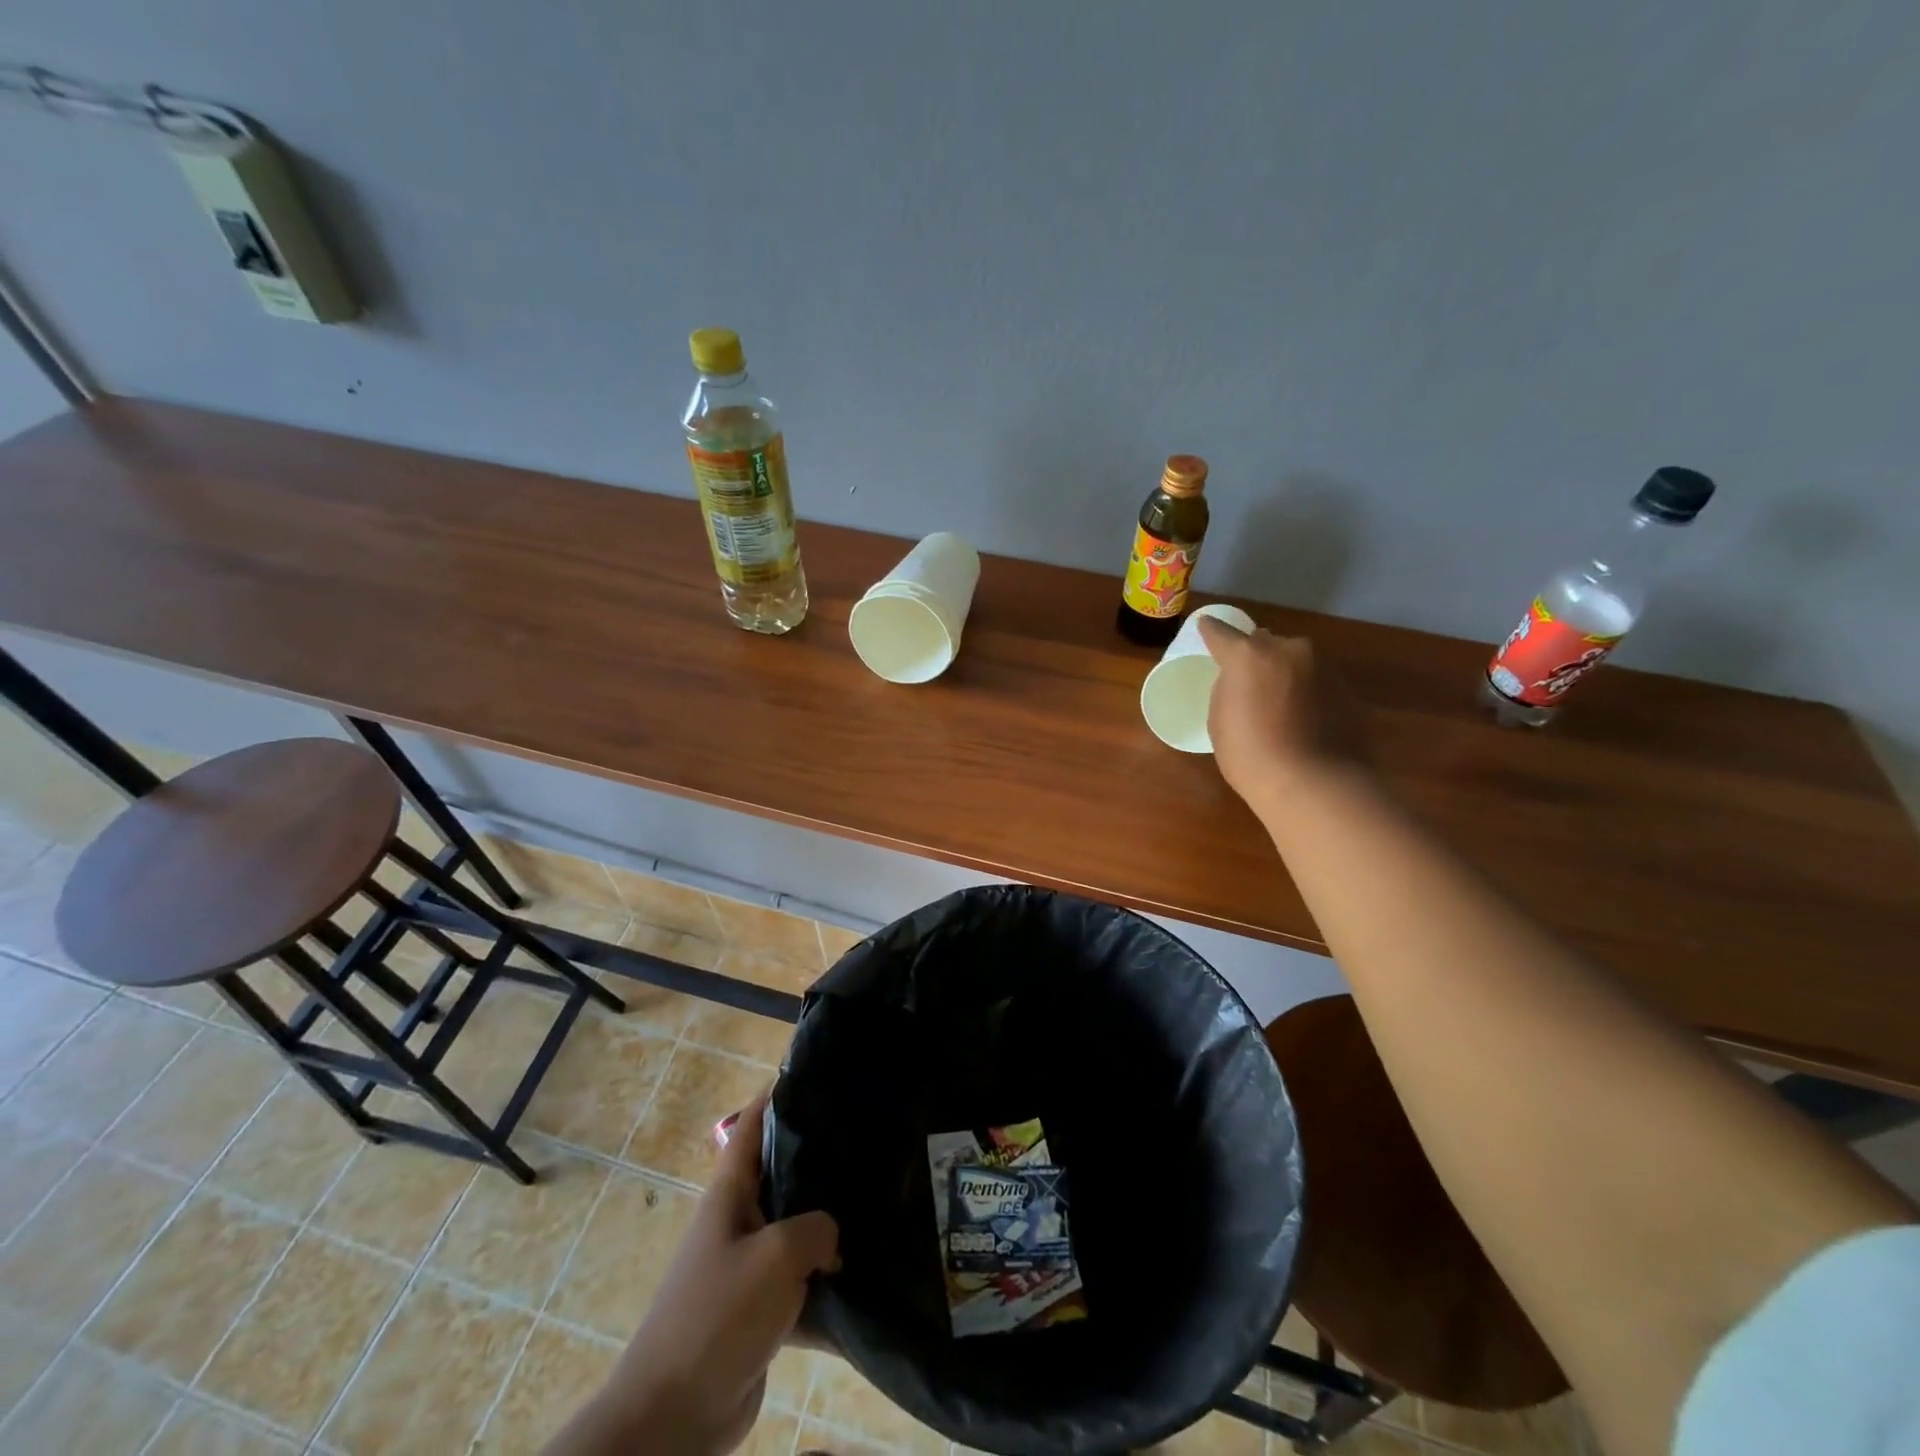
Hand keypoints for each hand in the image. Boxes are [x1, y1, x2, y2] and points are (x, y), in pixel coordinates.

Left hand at [549, 1095, 838, 1455]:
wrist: (672, 1418)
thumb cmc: (718, 1315)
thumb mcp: (777, 1255)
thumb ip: (817, 1228)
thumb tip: (832, 1235)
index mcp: (730, 1194)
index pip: (751, 1126)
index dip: (777, 1096)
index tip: (816, 1076)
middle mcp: (737, 1222)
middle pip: (780, 1175)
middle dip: (819, 1159)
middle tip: (868, 1143)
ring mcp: (746, 1268)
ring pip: (795, 1231)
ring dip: (828, 1226)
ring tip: (878, 1205)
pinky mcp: (758, 1313)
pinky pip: (799, 1284)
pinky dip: (826, 1284)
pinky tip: (865, 1281)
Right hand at [1196, 617, 1364, 808]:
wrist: (1312, 783)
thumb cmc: (1250, 754)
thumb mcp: (1220, 720)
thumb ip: (1228, 687)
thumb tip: (1242, 680)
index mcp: (1249, 655)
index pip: (1221, 632)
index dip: (1210, 631)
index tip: (1206, 628)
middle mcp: (1289, 649)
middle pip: (1265, 642)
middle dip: (1256, 656)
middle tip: (1249, 681)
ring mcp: (1323, 666)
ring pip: (1296, 660)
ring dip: (1285, 673)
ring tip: (1279, 704)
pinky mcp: (1347, 688)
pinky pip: (1318, 682)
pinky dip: (1308, 693)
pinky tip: (1303, 720)